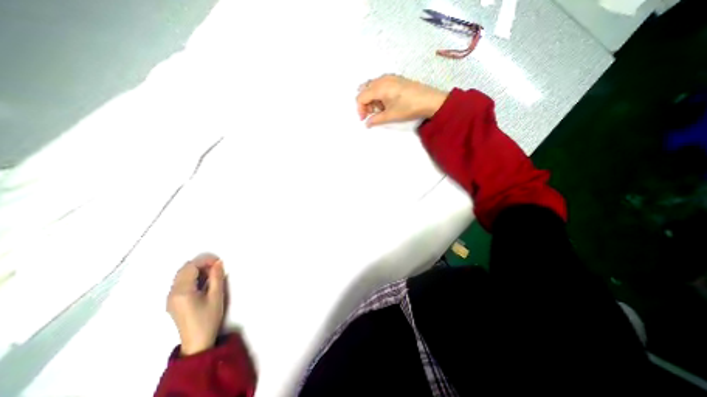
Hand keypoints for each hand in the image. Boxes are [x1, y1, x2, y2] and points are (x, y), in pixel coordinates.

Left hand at [166, 253, 225, 354]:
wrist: (197, 341)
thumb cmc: (208, 318)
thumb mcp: (216, 295)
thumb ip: (217, 277)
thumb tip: (218, 262)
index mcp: (182, 291)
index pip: (190, 267)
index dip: (205, 261)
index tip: (219, 262)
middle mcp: (172, 293)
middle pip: (184, 269)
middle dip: (201, 264)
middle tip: (216, 267)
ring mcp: (171, 298)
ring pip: (182, 275)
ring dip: (197, 270)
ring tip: (212, 274)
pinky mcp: (173, 301)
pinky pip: (181, 282)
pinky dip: (193, 277)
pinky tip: (204, 282)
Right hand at [357, 75, 449, 127]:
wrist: (429, 100)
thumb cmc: (408, 107)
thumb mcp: (390, 116)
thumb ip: (376, 120)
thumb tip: (367, 124)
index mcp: (379, 87)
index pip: (361, 97)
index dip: (360, 109)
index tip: (364, 119)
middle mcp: (381, 79)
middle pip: (364, 90)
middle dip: (365, 103)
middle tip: (372, 114)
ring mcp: (389, 77)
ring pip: (372, 87)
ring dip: (372, 99)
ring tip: (381, 109)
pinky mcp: (395, 78)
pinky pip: (380, 84)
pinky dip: (378, 94)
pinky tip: (387, 102)